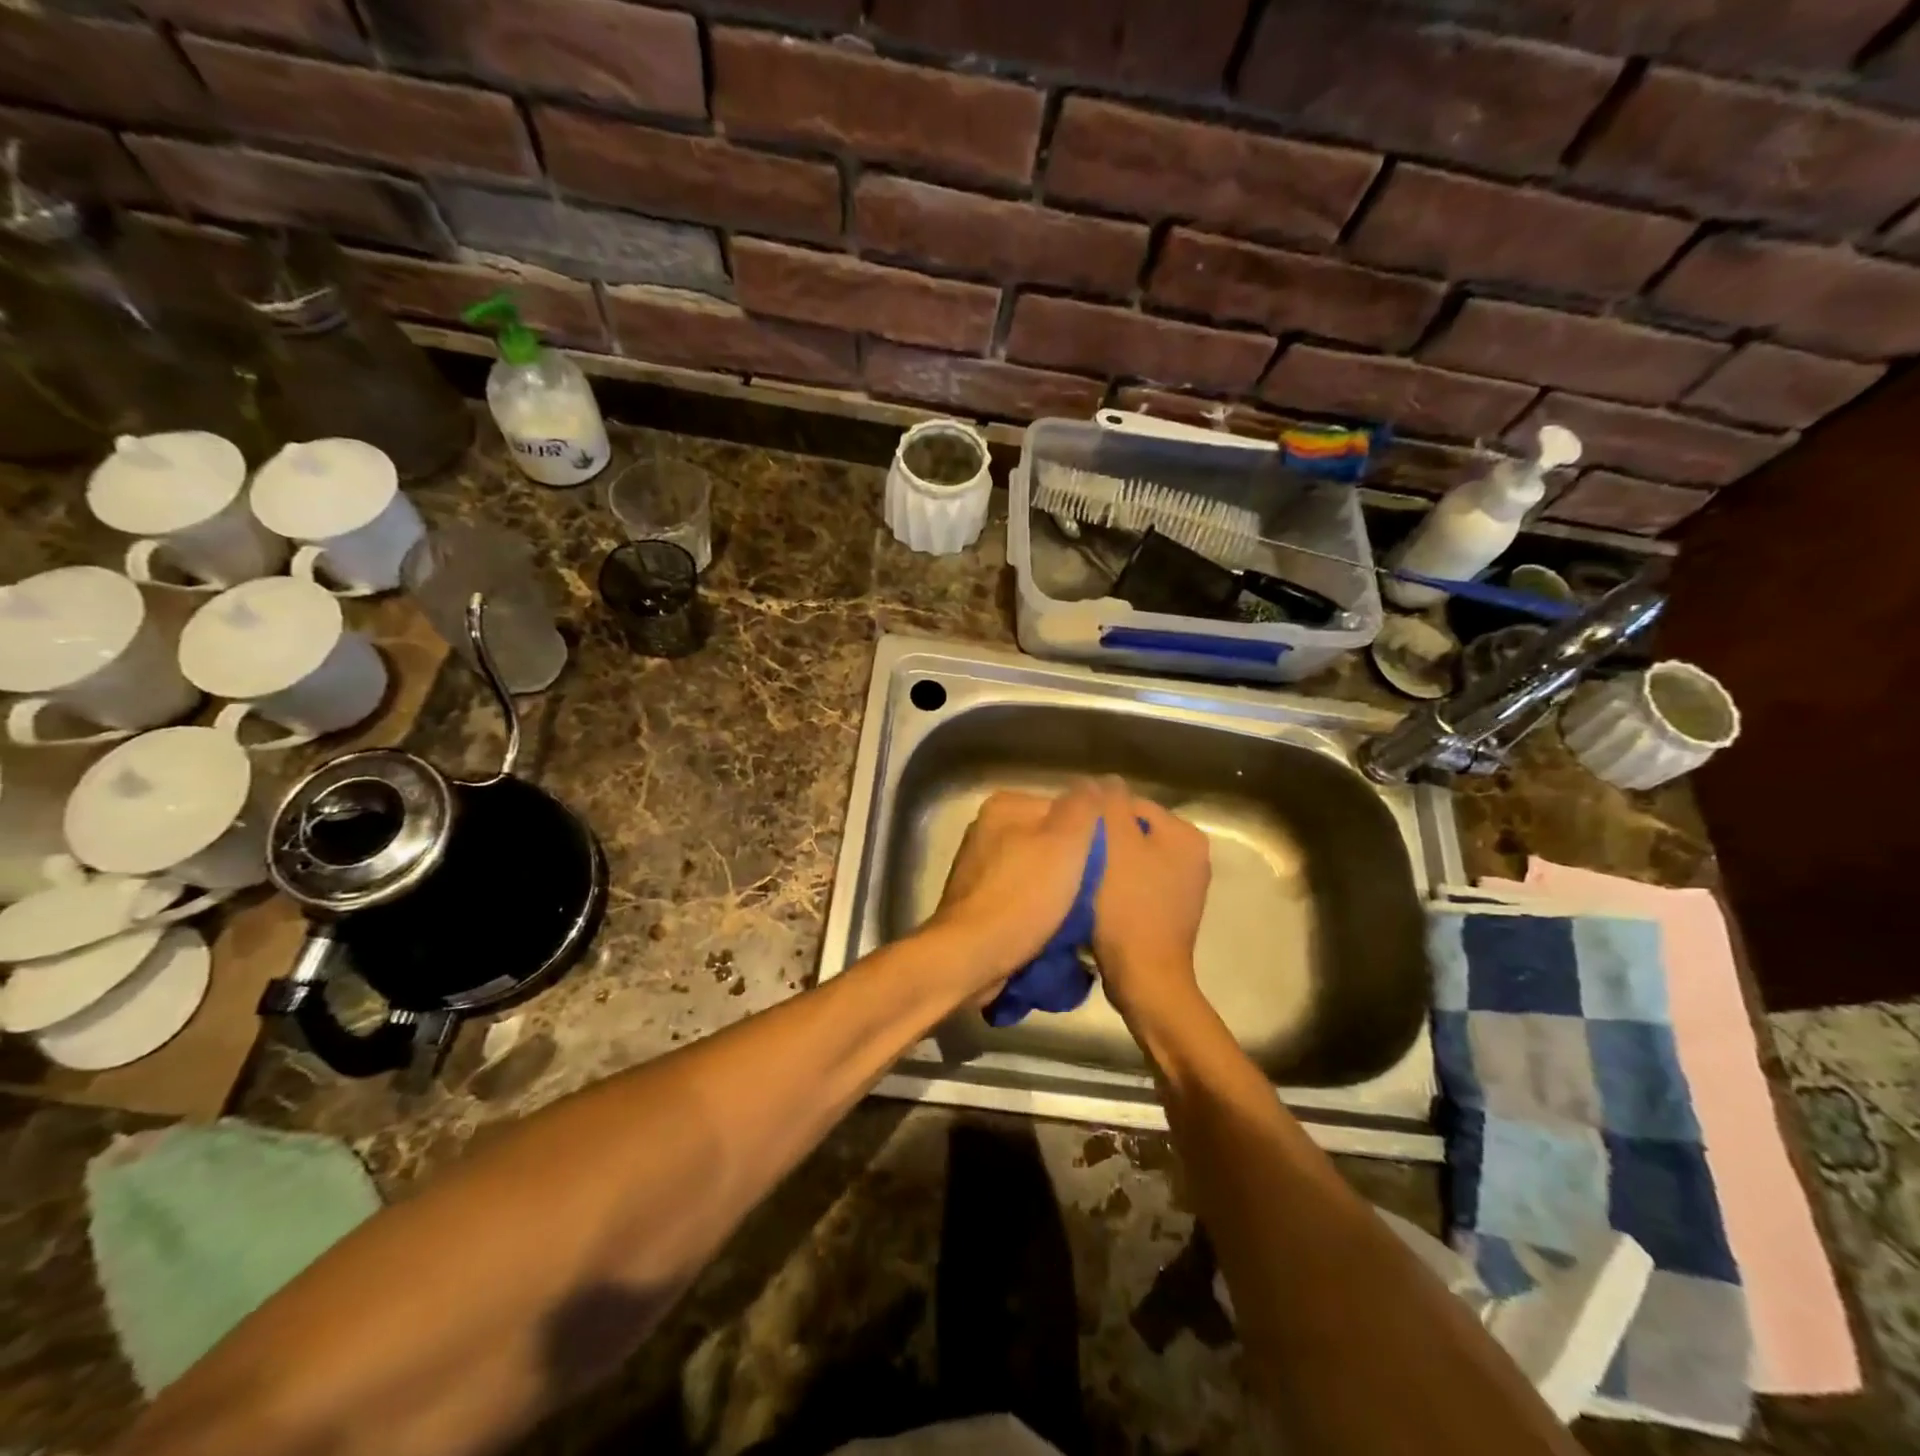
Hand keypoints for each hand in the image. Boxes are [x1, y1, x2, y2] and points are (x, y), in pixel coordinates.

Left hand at [927, 783, 1102, 998]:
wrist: (970, 956)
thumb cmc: (1022, 895)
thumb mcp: (1066, 842)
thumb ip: (1084, 806)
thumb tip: (1100, 782)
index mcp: (1005, 806)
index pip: (1065, 809)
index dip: (1093, 835)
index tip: (1111, 863)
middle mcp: (987, 829)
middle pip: (1050, 840)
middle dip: (1075, 864)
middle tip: (1099, 891)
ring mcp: (979, 866)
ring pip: (1037, 870)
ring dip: (1059, 890)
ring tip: (1080, 914)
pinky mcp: (977, 901)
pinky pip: (1021, 896)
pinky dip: (1038, 909)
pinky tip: (1053, 928)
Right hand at [1088, 777, 1210, 1021]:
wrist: (1145, 977)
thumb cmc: (1128, 906)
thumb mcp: (1115, 845)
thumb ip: (1110, 805)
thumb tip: (1105, 779)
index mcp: (1185, 835)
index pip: (1133, 803)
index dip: (1099, 813)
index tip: (1073, 831)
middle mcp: (1192, 856)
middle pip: (1134, 831)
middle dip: (1104, 838)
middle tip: (1073, 853)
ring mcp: (1184, 887)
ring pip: (1133, 858)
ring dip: (1107, 862)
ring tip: (1080, 875)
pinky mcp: (1169, 911)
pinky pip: (1137, 884)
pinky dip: (1116, 886)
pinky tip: (1095, 898)